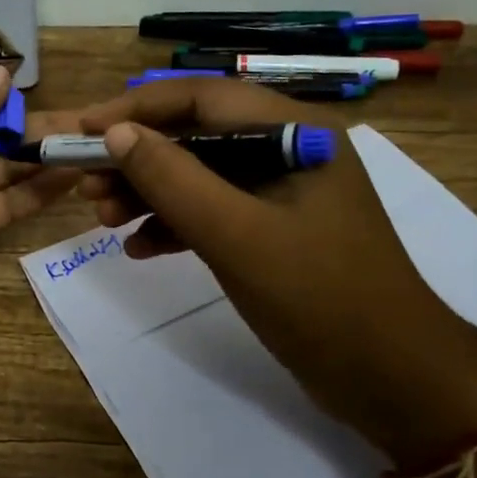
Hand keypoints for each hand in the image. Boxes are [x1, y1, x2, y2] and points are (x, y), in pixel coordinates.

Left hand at [0, 66, 77, 342]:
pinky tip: (72, 175)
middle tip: (92, 123)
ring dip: (45, 159)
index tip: (55, 95)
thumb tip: (5, 75)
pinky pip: (5, 206)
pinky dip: (37, 192)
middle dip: (37, 129)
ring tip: (94, 146)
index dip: (8, 100)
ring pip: (4, 170)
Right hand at [76, 78, 476, 460]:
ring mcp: (280, 195)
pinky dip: (173, 225)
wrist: (393, 381)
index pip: (201, 97)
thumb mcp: (237, 235)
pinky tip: (137, 248)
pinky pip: (211, 213)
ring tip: (102, 218)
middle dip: (137, 158)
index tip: (83, 130)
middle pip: (195, 136)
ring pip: (199, 176)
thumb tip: (115, 134)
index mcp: (294, 131)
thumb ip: (173, 180)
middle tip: (87, 184)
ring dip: (148, 193)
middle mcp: (287, 150)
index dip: (136, 108)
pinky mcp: (273, 233)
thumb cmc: (320, 297)